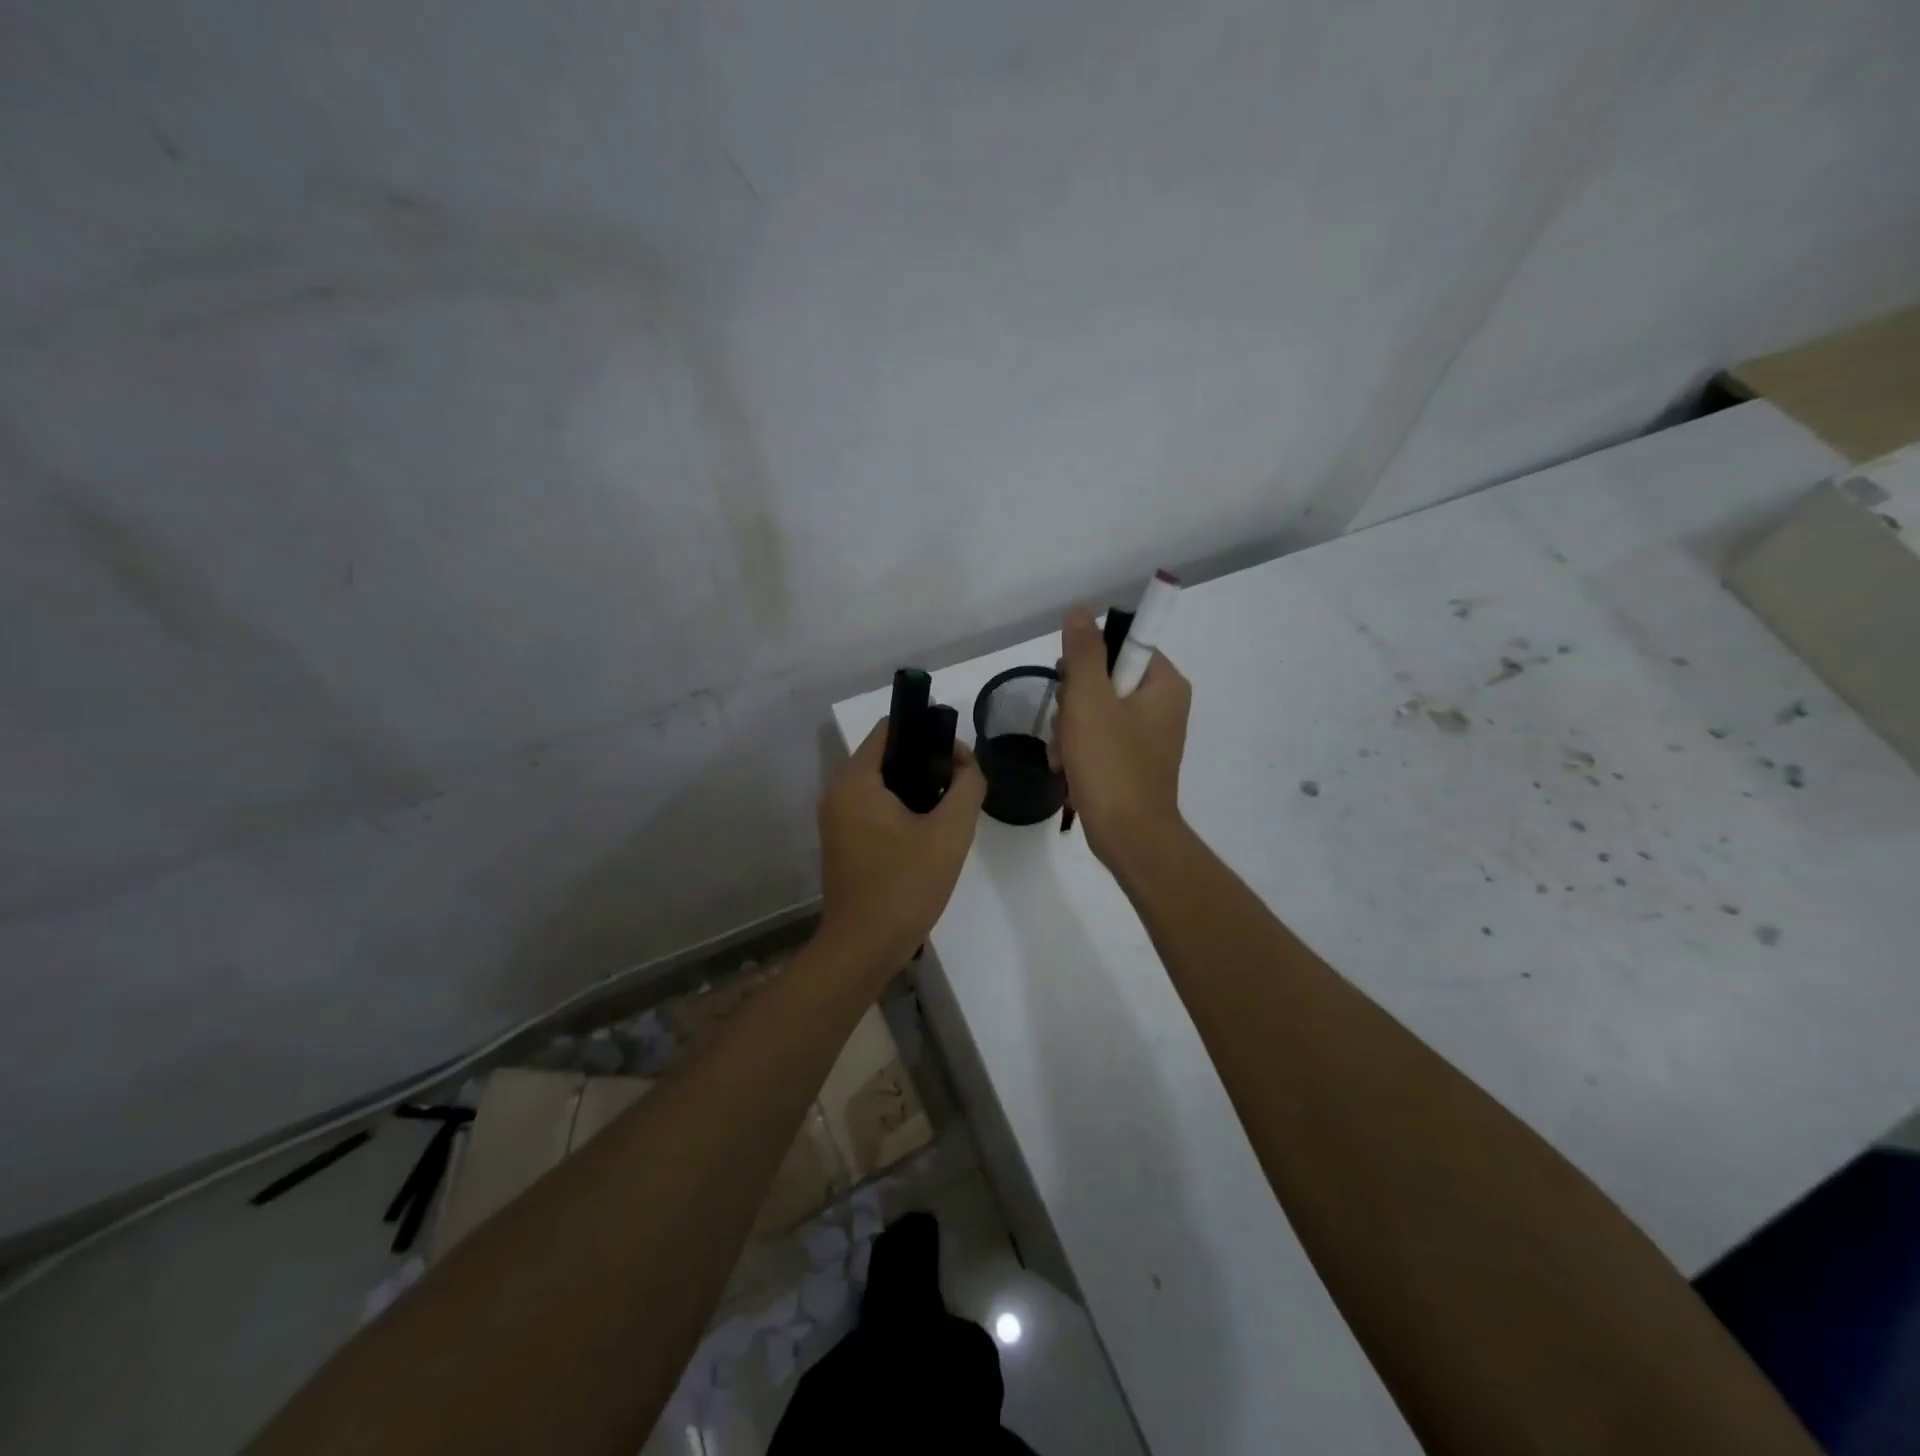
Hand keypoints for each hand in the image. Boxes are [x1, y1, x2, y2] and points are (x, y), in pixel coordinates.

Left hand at [817, 717, 987, 970]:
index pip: (891, 728)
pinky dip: (901, 808)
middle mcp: (838, 792)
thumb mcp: (950, 833)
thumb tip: (967, 766)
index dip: (928, 729)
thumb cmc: (905, 886)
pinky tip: (928, 833)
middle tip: (961, 786)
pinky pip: (874, 808)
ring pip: (883, 784)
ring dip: (917, 787)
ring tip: (949, 809)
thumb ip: (967, 787)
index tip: (959, 755)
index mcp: (856, 781)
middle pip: (887, 755)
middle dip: (927, 762)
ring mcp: (836, 819)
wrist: (864, 948)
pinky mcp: (842, 842)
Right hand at [1055, 607, 1191, 868]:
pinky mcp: (1133, 761)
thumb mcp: (1090, 699)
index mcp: (1165, 684)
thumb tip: (1080, 611)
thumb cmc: (1111, 763)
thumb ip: (1083, 652)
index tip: (1072, 686)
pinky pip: (1099, 739)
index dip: (1088, 662)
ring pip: (1095, 711)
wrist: (1128, 836)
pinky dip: (1078, 750)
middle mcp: (1163, 705)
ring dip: (1069, 730)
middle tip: (1067, 727)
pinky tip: (1067, 768)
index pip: (1123, 645)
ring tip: (1065, 755)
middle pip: (1104, 679)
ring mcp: (1148, 736)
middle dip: (1074, 704)